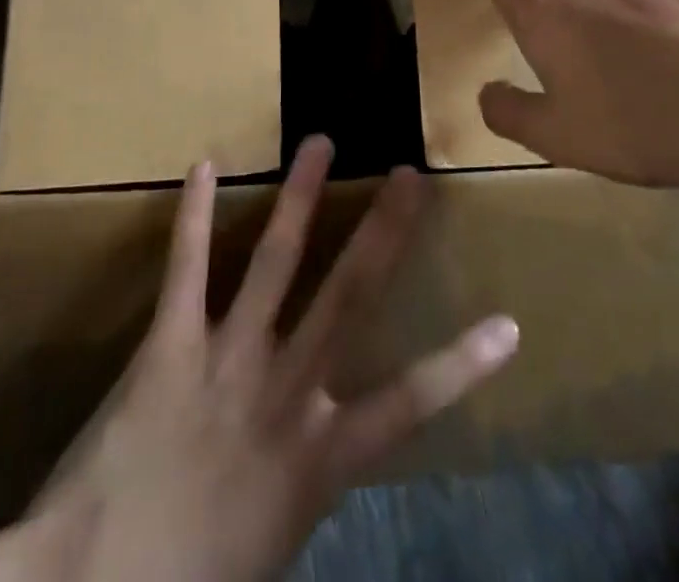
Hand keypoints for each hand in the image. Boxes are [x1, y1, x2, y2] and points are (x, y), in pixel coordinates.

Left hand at [0, 138, 518, 581]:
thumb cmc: (192, 579)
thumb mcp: (268, 541)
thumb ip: (297, 485)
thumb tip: (322, 447)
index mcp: (318, 453)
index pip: (409, 405)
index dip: (463, 365)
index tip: (508, 323)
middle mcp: (284, 389)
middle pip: (349, 295)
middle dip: (384, 232)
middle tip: (410, 174)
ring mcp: (227, 359)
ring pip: (278, 260)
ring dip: (301, 196)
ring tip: (320, 140)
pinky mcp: (170, 344)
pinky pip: (187, 269)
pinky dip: (196, 215)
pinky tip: (204, 165)